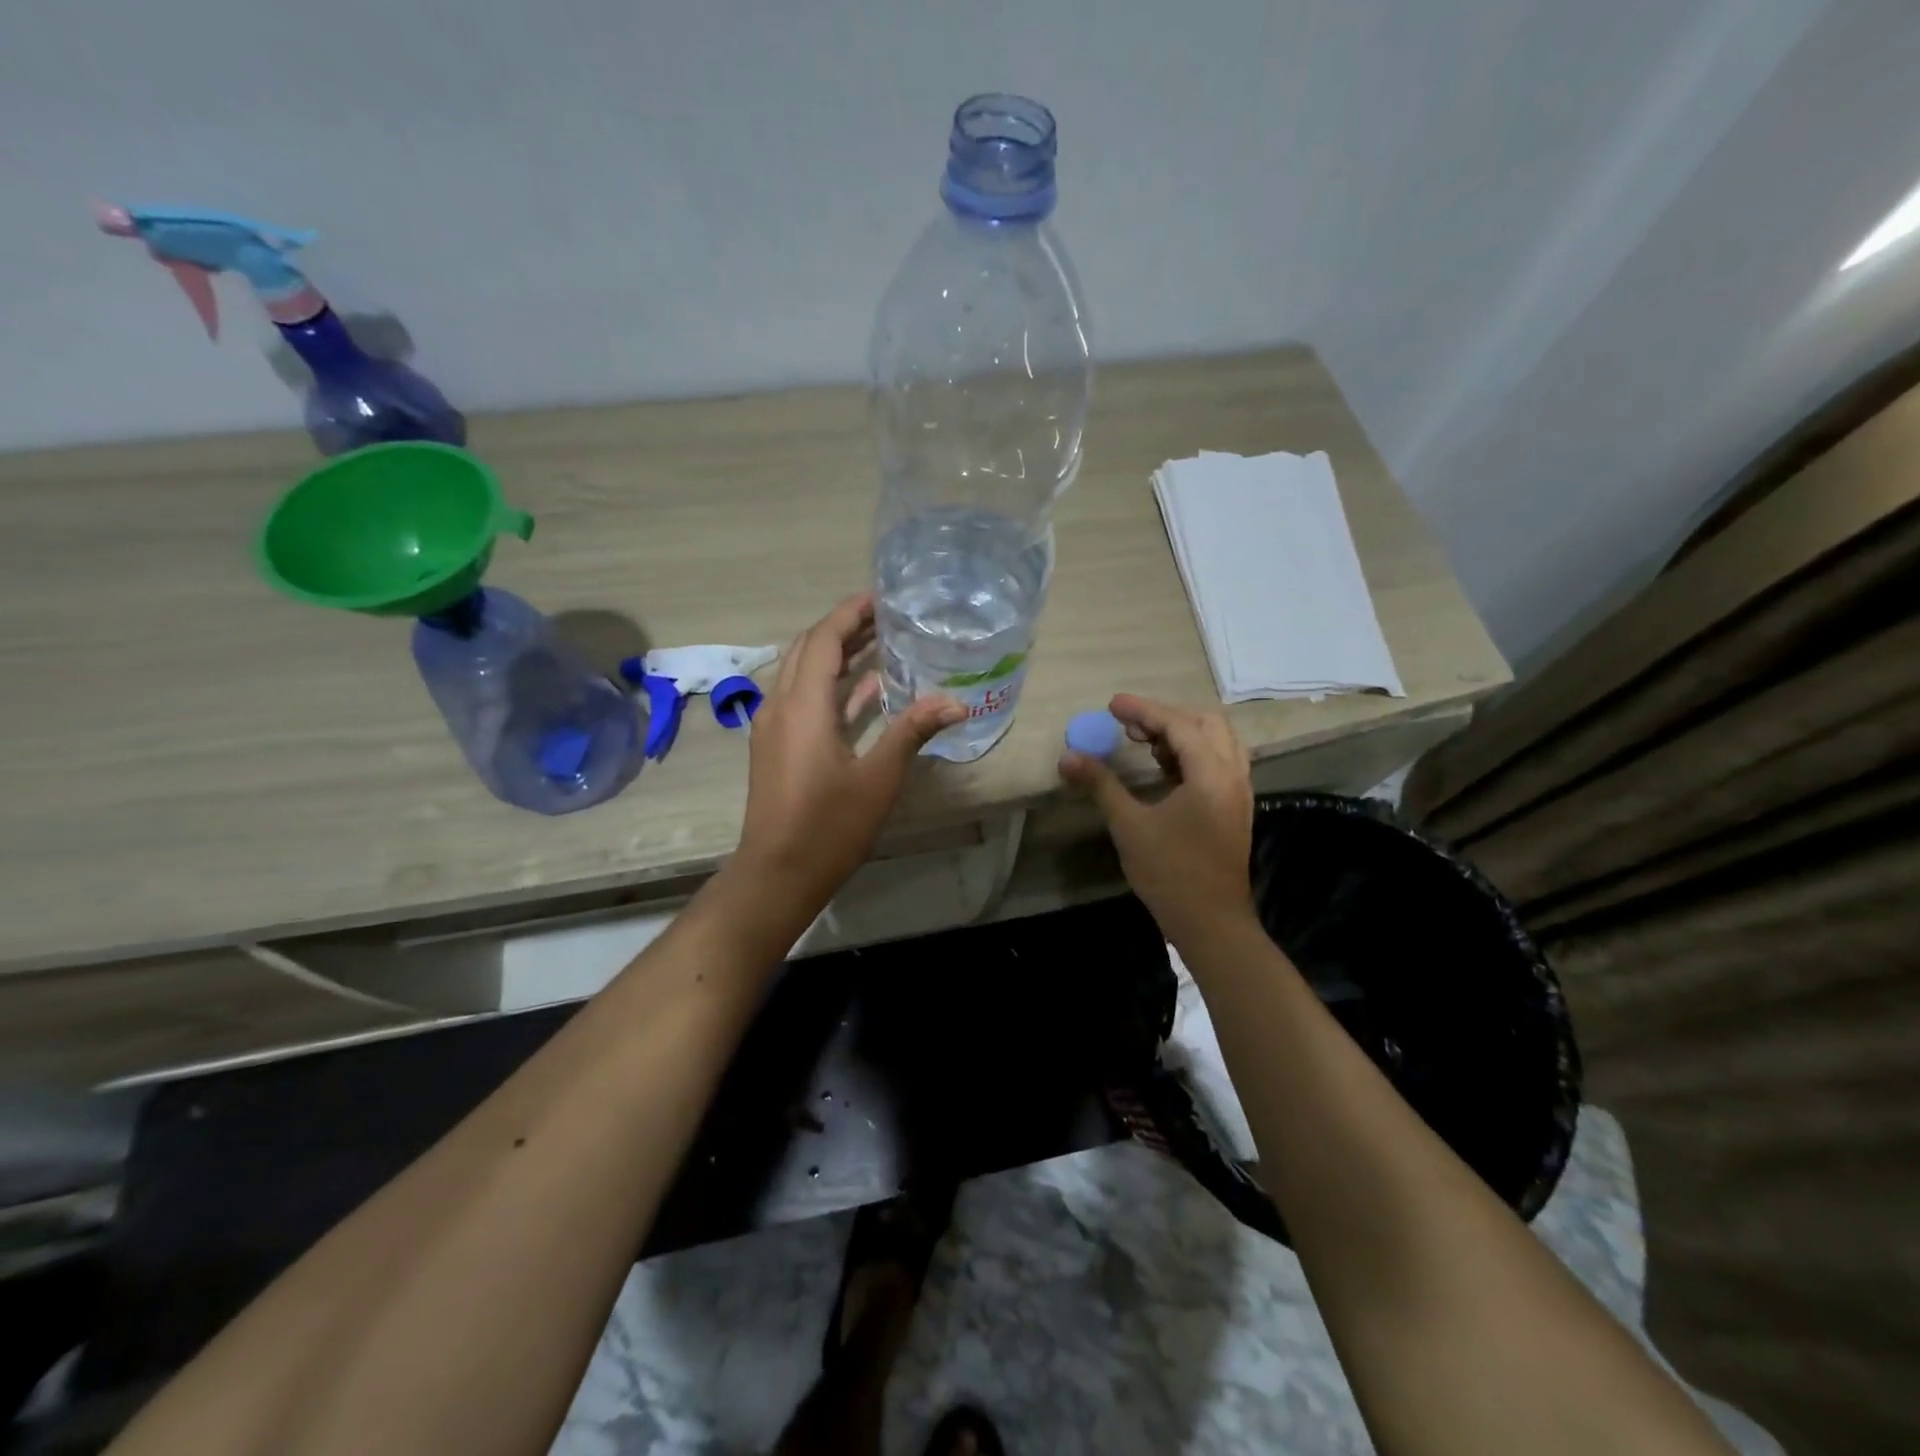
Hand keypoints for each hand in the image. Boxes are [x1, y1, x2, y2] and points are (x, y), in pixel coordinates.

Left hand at [734, 593, 963, 912]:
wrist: (776, 874)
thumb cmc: (828, 827)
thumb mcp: (878, 778)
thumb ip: (912, 732)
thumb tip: (956, 702)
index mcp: (802, 706)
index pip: (822, 640)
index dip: (850, 613)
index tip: (880, 597)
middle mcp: (780, 706)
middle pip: (807, 649)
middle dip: (843, 628)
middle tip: (884, 617)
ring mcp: (773, 727)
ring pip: (802, 673)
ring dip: (836, 656)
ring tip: (879, 643)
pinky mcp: (776, 747)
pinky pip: (802, 699)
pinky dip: (831, 687)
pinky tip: (866, 692)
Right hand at [1058, 694, 1255, 946]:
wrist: (1211, 922)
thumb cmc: (1170, 873)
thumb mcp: (1129, 826)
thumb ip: (1101, 785)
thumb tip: (1068, 757)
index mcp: (1211, 774)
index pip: (1178, 725)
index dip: (1143, 710)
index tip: (1112, 705)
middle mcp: (1233, 775)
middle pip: (1206, 723)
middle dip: (1166, 716)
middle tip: (1129, 725)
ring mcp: (1238, 793)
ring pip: (1217, 742)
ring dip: (1182, 733)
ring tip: (1145, 743)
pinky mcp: (1234, 809)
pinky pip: (1219, 763)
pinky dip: (1192, 754)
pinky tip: (1164, 768)